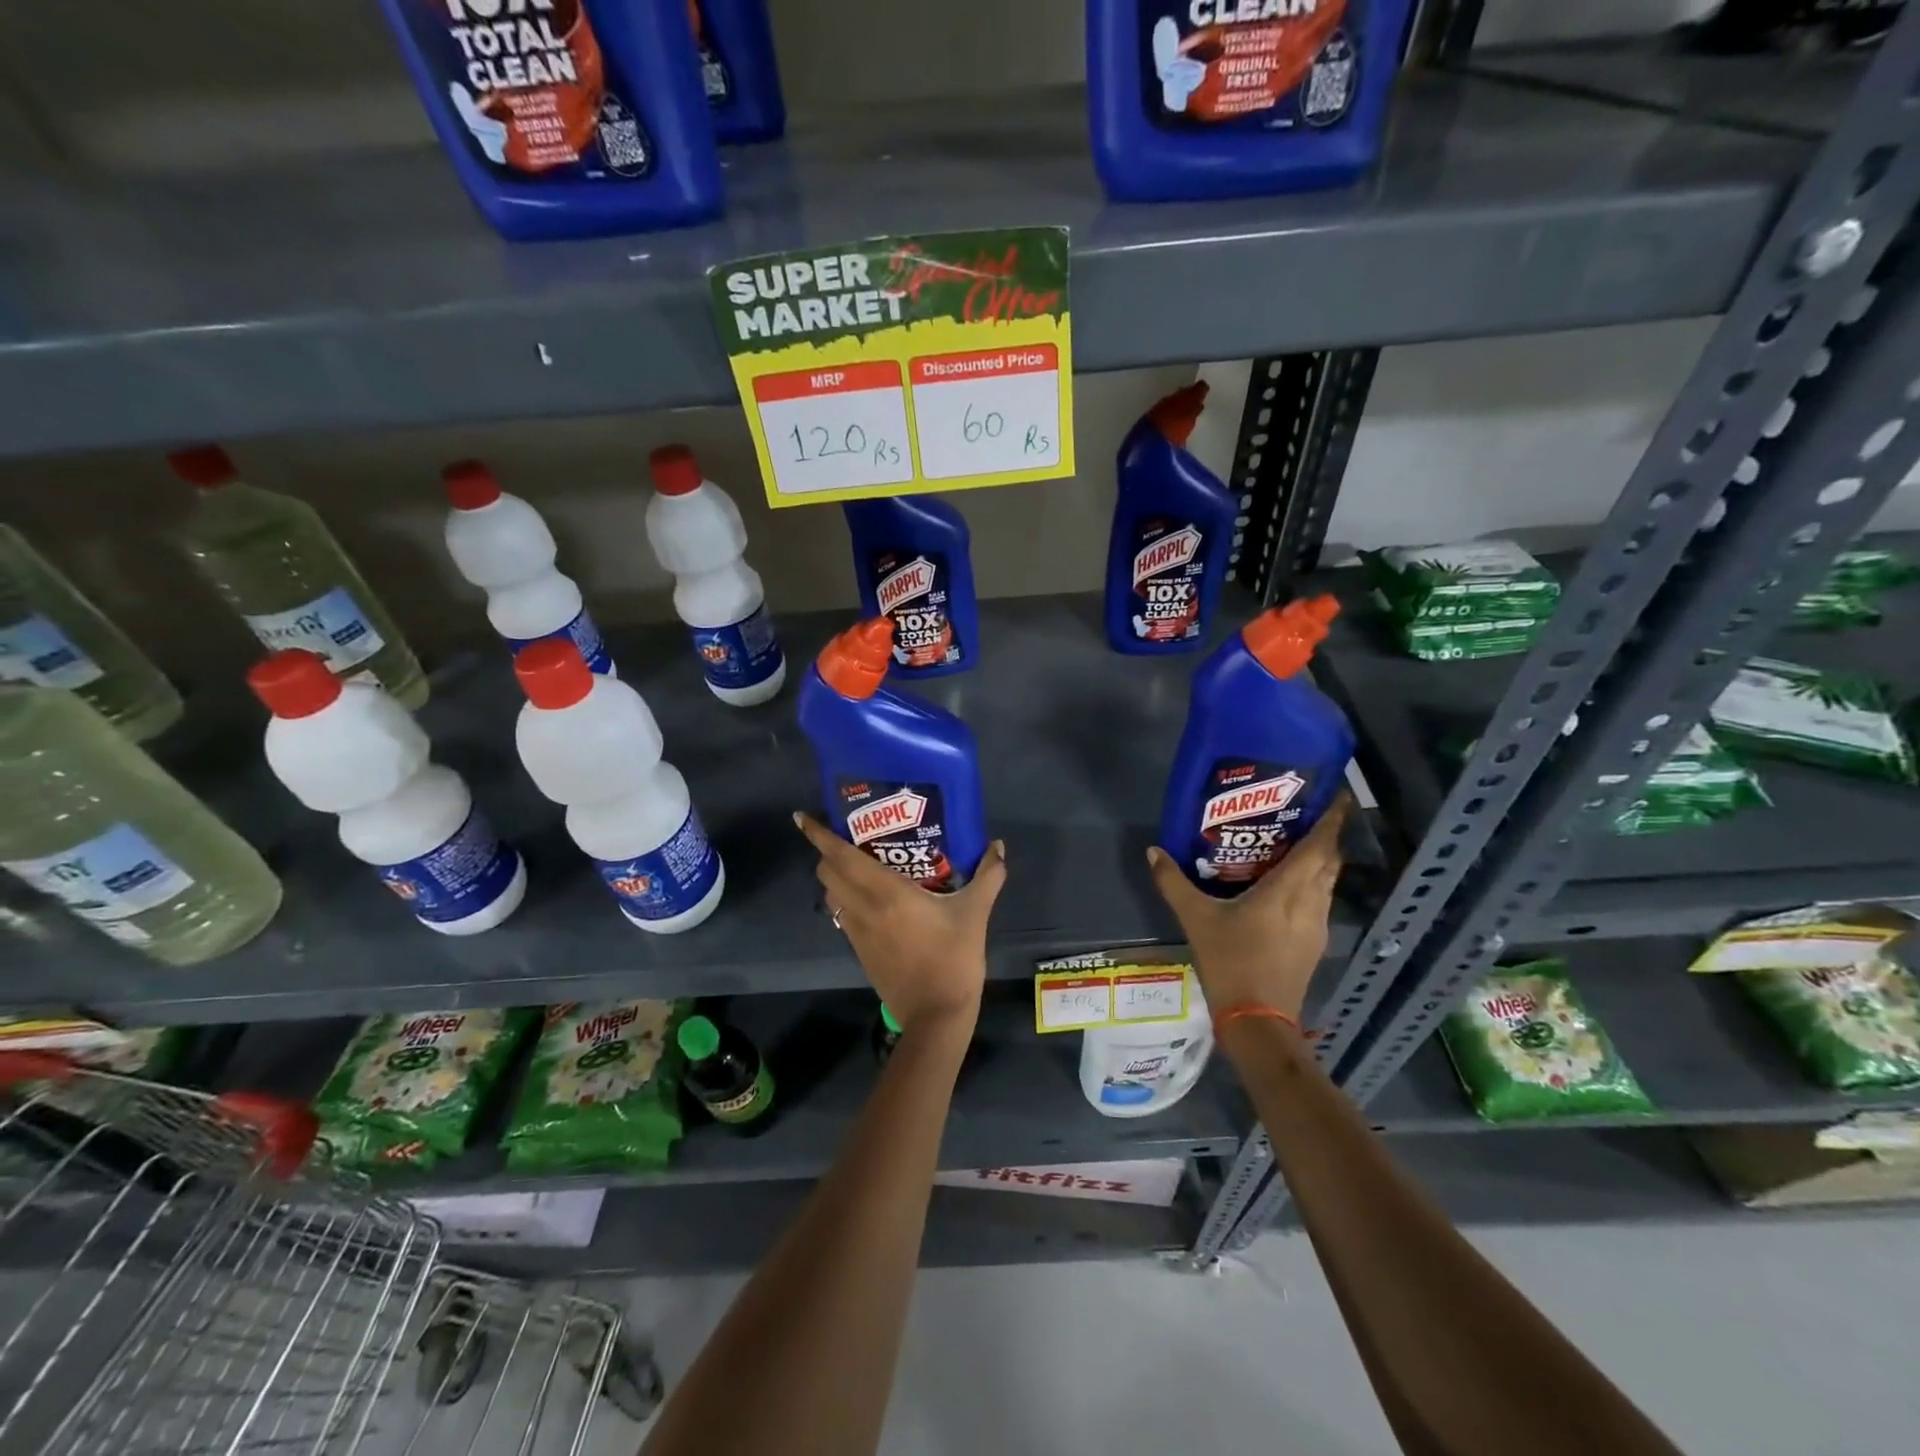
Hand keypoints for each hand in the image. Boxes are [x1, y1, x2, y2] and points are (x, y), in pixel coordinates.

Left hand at [794, 814, 1007, 1033]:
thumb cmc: (953, 958)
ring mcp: (857, 932)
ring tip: (855, 865)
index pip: (840, 857)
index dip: (819, 836)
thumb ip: (988, 876)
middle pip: (828, 873)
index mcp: (886, 892)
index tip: (803, 818)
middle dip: (827, 852)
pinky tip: (869, 899)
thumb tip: (998, 846)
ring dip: (834, 877)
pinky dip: (845, 900)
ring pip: (832, 896)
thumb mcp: (974, 913)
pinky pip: (842, 915)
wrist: (935, 1015)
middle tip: (845, 837)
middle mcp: (863, 908)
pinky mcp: (859, 951)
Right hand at [1145, 795, 1350, 1018]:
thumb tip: (1154, 851)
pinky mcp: (1314, 944)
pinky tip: (1286, 887)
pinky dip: (1310, 884)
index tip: (1336, 794)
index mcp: (1289, 890)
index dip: (1332, 819)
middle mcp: (1311, 903)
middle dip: (1324, 835)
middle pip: (1329, 861)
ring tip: (1293, 844)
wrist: (1257, 1021)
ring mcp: (1317, 926)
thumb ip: (1174, 883)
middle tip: (1303, 813)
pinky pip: (1319, 901)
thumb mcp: (1196, 919)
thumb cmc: (1232, 961)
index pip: (1321, 846)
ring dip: (1318, 861)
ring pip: (1327, 882)